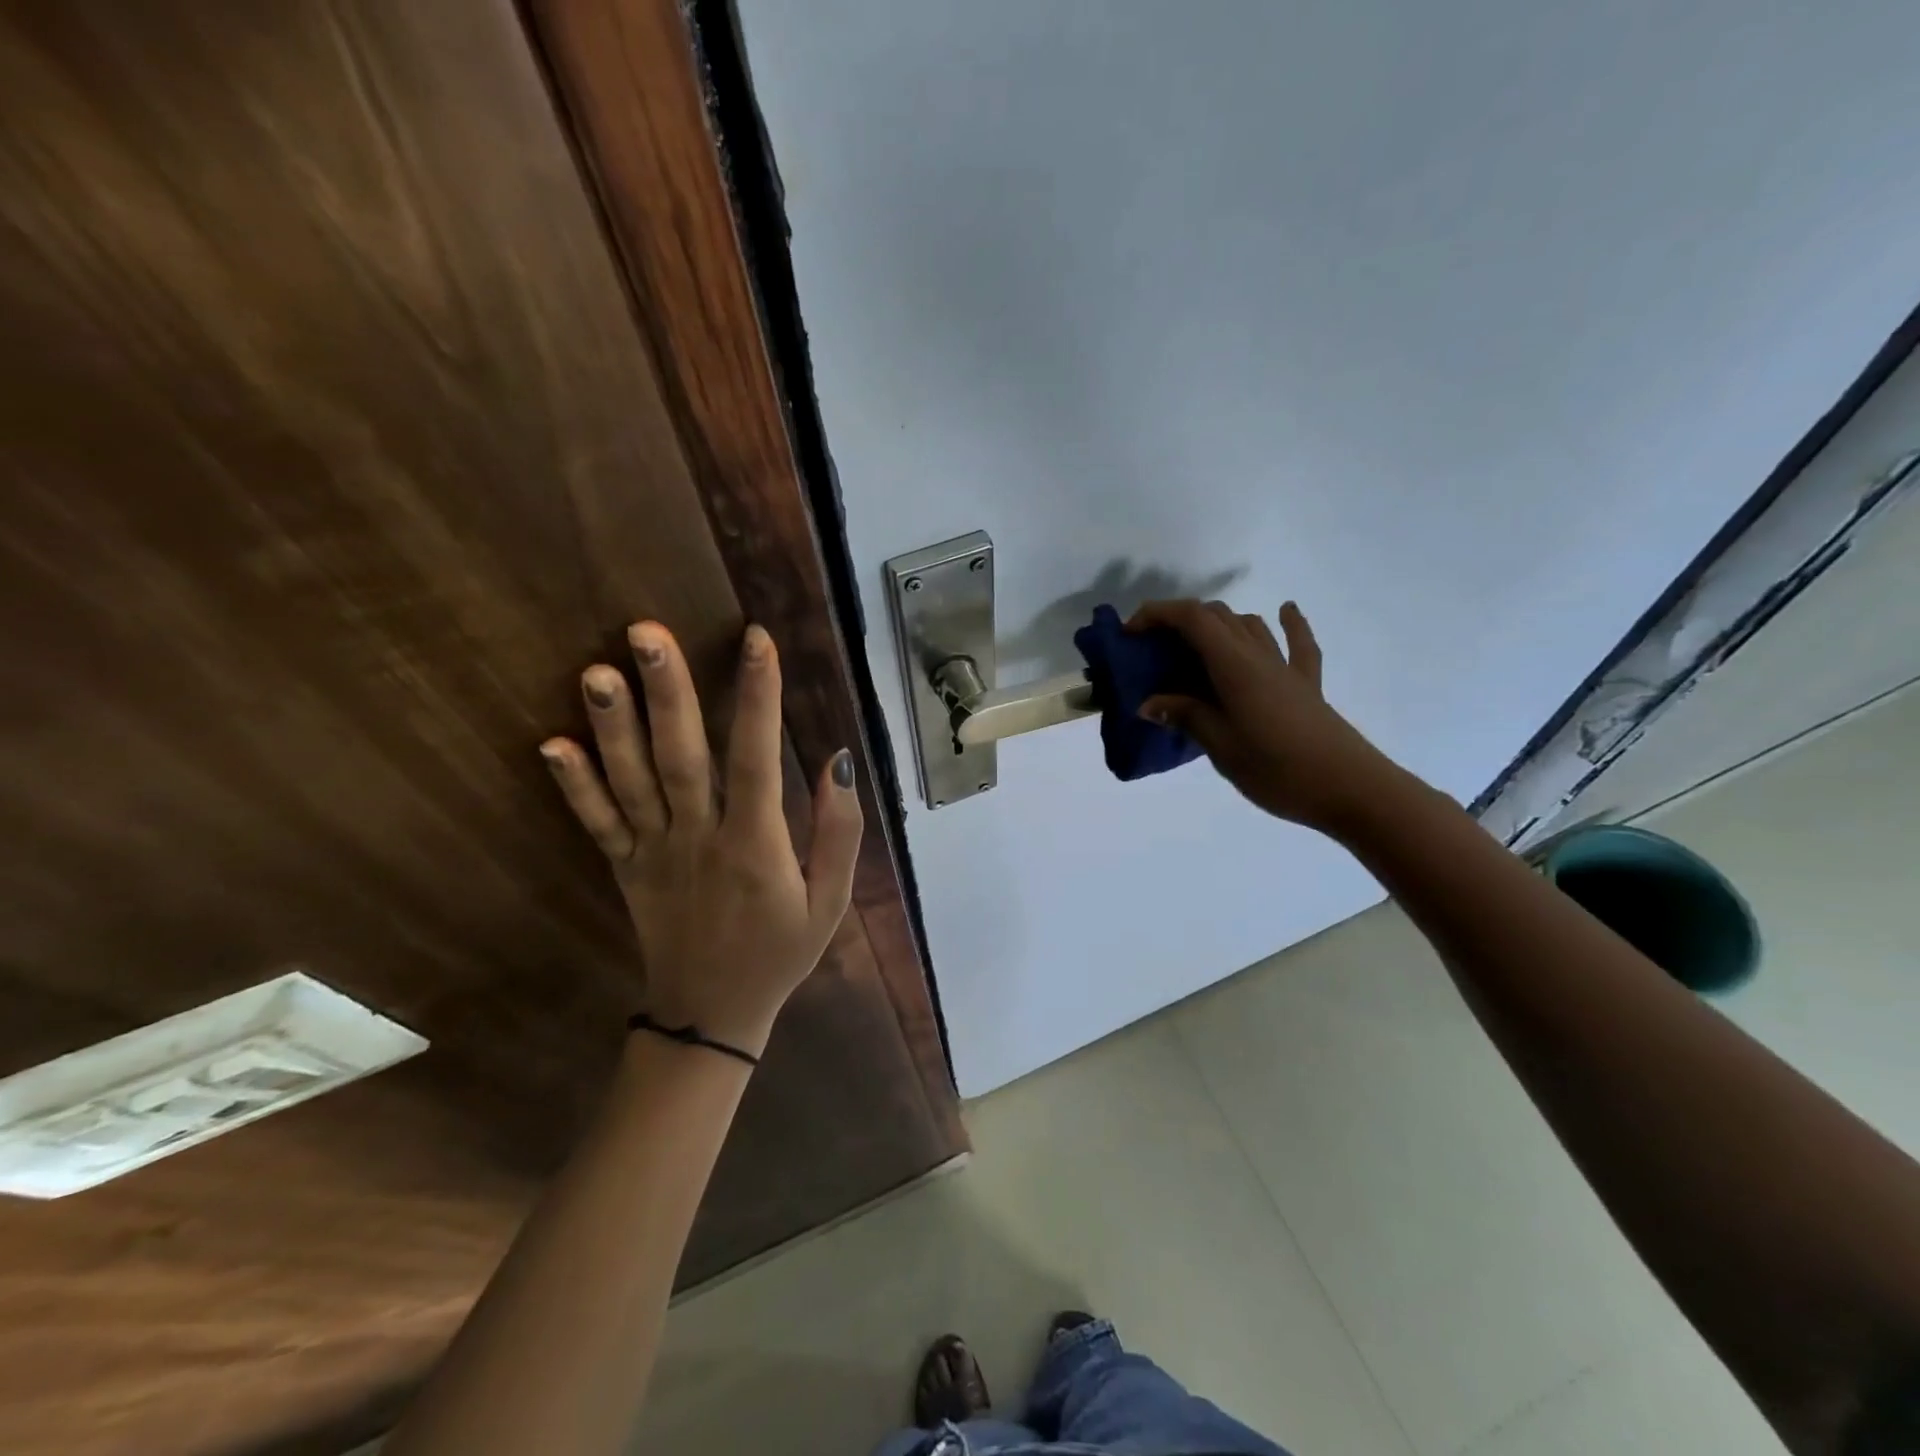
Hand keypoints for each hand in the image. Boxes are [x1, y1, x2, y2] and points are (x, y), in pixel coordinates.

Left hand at [539, 621, 862, 1057]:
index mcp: (756, 845)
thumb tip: (839, 761)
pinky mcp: (625, 868)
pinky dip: (574, 786)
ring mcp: (654, 853)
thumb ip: (840, 832)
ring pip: (632, 782)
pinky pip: (597, 824)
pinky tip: (552, 744)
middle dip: (667, 692)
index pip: (758, 759)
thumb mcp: (832, 900)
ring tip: (597, 671)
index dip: (759, 697)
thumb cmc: (781, 950)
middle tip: (646, 632)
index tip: (755, 639)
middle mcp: (699, 839)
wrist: (713, 1015)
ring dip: (613, 726)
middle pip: (681, 758)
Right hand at [1129, 599, 1397, 833]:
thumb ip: (1185, 717)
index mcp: (1234, 666)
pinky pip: (1298, 645)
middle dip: (1179, 621)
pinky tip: (1286, 611)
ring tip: (1193, 646)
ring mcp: (1286, 668)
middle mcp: (1258, 656)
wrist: (1351, 790)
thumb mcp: (1221, 746)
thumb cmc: (1278, 769)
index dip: (1157, 615)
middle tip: (1152, 650)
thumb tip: (1148, 703)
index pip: (1191, 619)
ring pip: (1249, 625)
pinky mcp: (1307, 686)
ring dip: (1217, 624)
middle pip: (1217, 617)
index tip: (1130, 634)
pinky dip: (1289, 624)